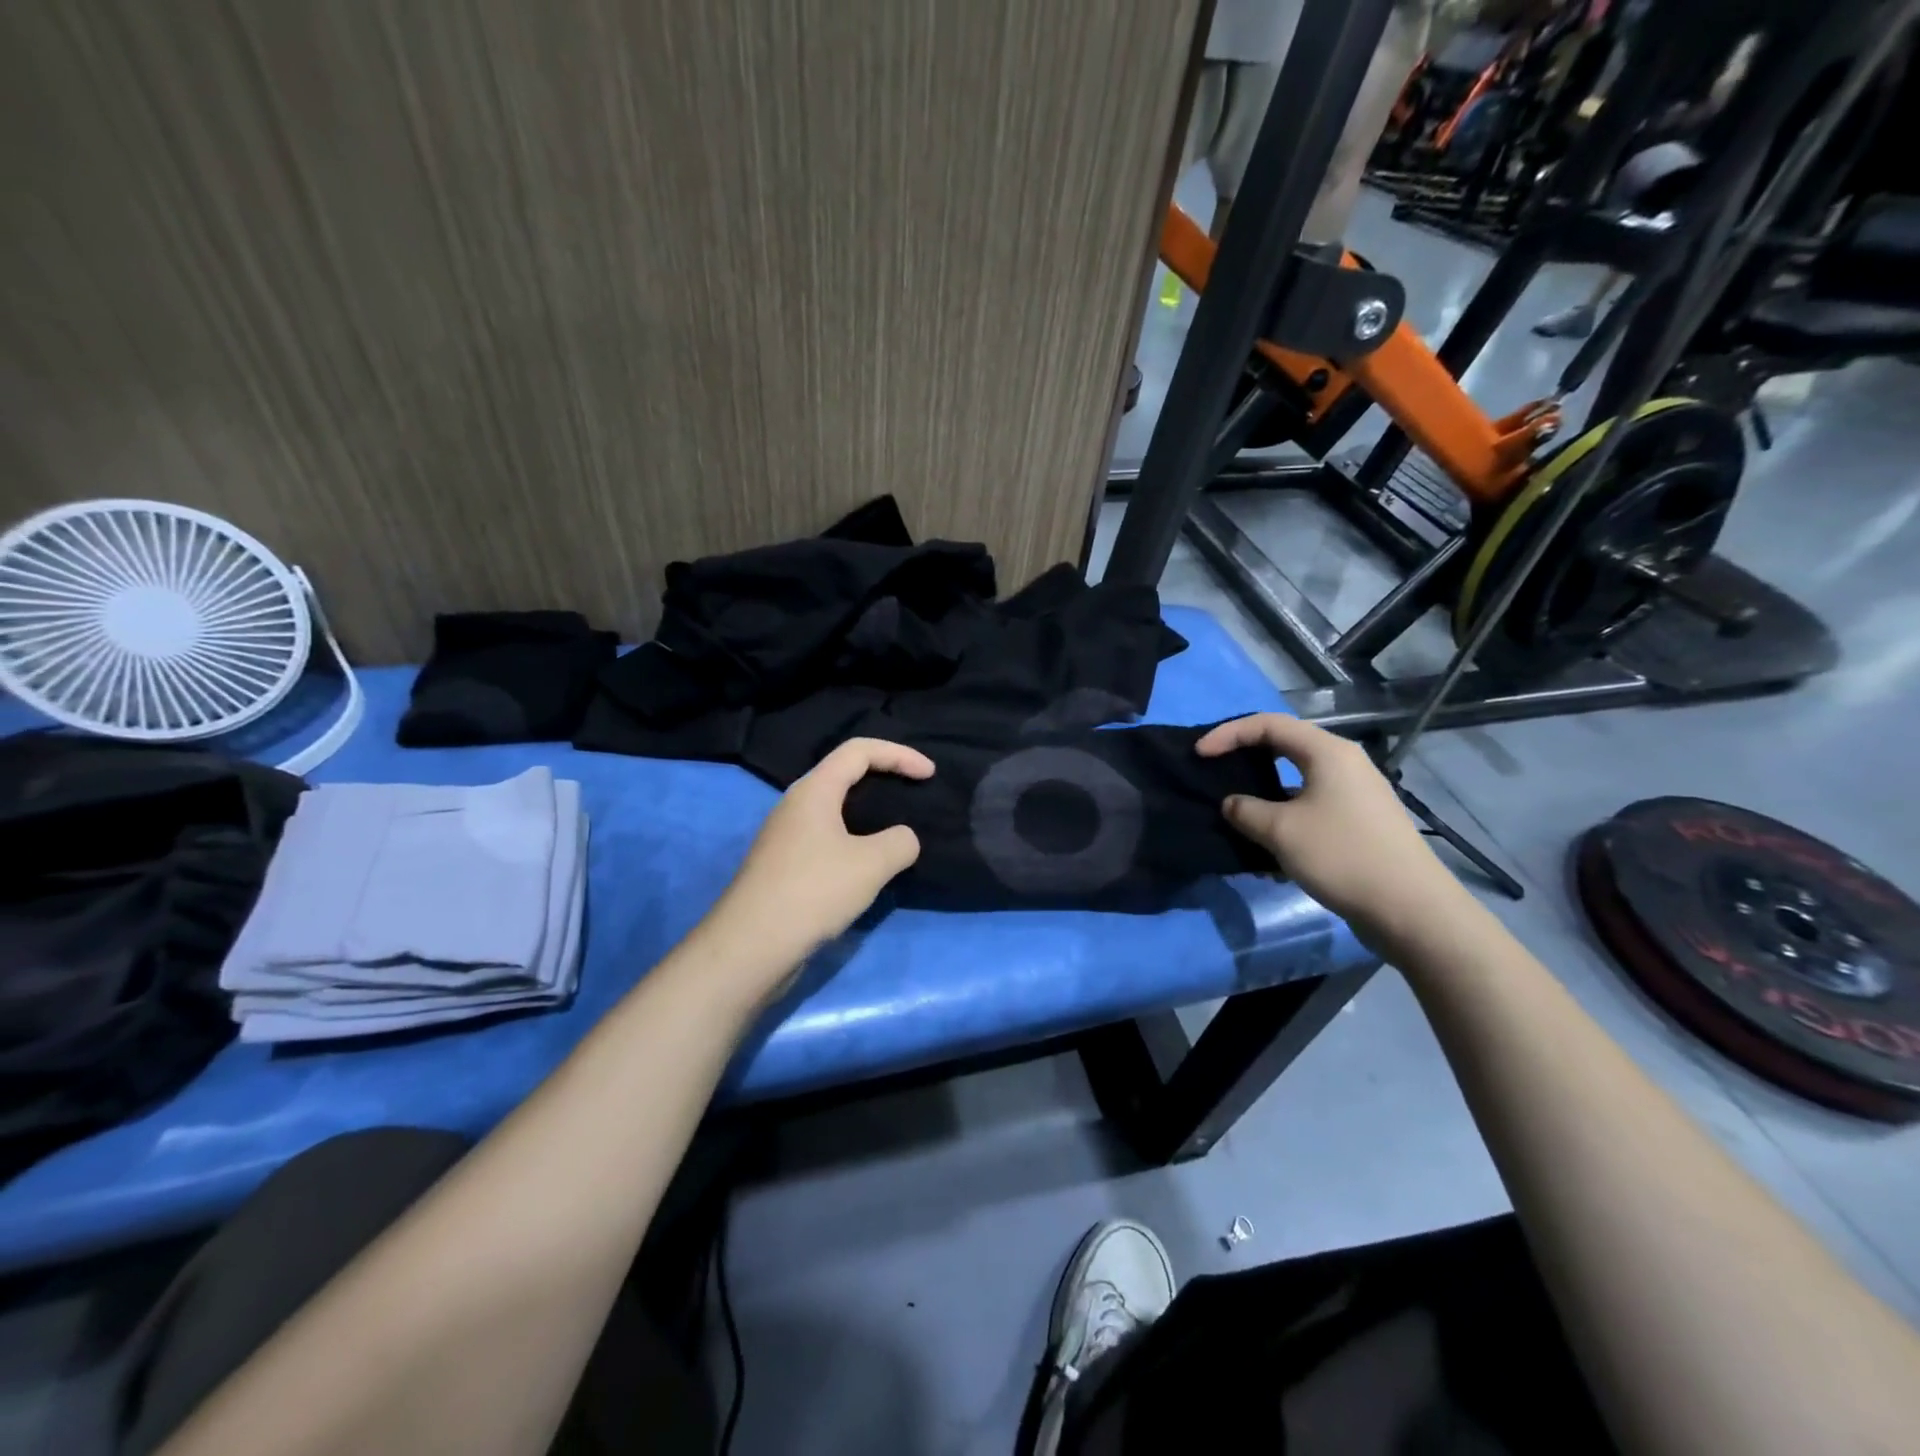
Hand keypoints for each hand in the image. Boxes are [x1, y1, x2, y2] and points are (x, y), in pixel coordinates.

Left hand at [707, 738, 932, 979]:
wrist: (751, 947)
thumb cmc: (813, 892)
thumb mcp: (872, 864)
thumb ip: (900, 842)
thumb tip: (903, 840)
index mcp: (814, 791)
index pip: (859, 751)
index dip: (899, 754)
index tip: (929, 774)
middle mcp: (795, 805)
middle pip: (844, 774)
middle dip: (884, 776)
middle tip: (915, 792)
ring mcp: (785, 837)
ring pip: (834, 809)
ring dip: (868, 812)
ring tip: (897, 830)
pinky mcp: (784, 866)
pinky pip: (827, 838)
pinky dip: (854, 839)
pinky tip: (868, 865)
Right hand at [1196, 714, 1468, 953]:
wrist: (1410, 909)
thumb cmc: (1342, 856)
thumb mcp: (1280, 831)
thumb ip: (1246, 810)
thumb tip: (1232, 804)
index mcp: (1328, 752)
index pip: (1268, 725)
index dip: (1229, 734)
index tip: (1200, 754)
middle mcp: (1344, 764)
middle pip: (1285, 745)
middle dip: (1245, 756)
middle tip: (1215, 770)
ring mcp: (1355, 794)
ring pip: (1297, 779)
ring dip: (1263, 791)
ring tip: (1235, 809)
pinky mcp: (1359, 822)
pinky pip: (1310, 805)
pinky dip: (1283, 815)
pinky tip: (1267, 844)